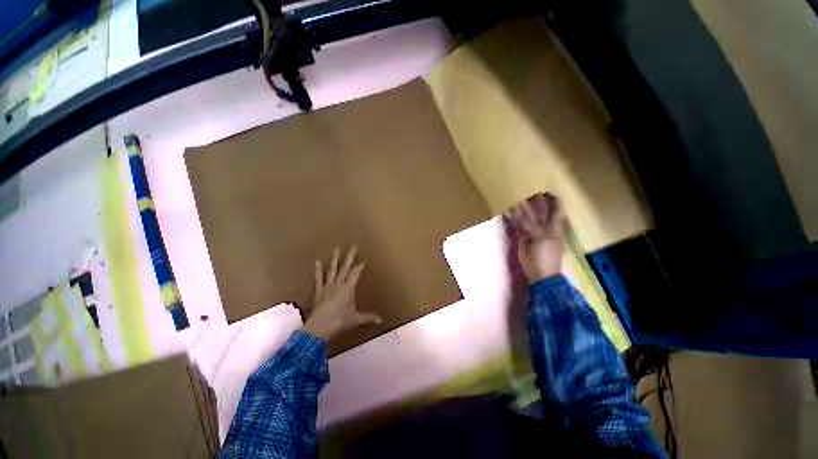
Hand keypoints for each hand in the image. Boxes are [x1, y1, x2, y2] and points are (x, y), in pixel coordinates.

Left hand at [303, 246, 381, 341]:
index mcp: (349, 288)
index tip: (362, 261)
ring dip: (335, 260)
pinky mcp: (318, 291)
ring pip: (333, 270)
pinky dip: (318, 270)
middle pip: (345, 268)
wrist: (320, 328)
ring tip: (337, 249)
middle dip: (350, 257)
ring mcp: (328, 286)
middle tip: (353, 246)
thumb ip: (368, 318)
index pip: (355, 274)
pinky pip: (318, 279)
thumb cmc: (340, 321)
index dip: (359, 267)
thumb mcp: (356, 319)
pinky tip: (317, 261)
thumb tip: (380, 321)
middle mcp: (339, 284)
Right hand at [505, 193, 565, 283]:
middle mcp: (543, 228)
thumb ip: (533, 226)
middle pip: (540, 212)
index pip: (554, 211)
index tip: (549, 190)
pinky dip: (512, 219)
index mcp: (554, 228)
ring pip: (526, 218)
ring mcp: (532, 232)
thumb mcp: (542, 239)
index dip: (553, 201)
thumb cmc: (546, 257)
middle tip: (529, 191)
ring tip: (515, 198)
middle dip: (535, 202)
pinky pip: (517, 226)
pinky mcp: (522, 238)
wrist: (540, 274)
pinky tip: (507, 212)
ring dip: (521, 210)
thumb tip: (526, 215)